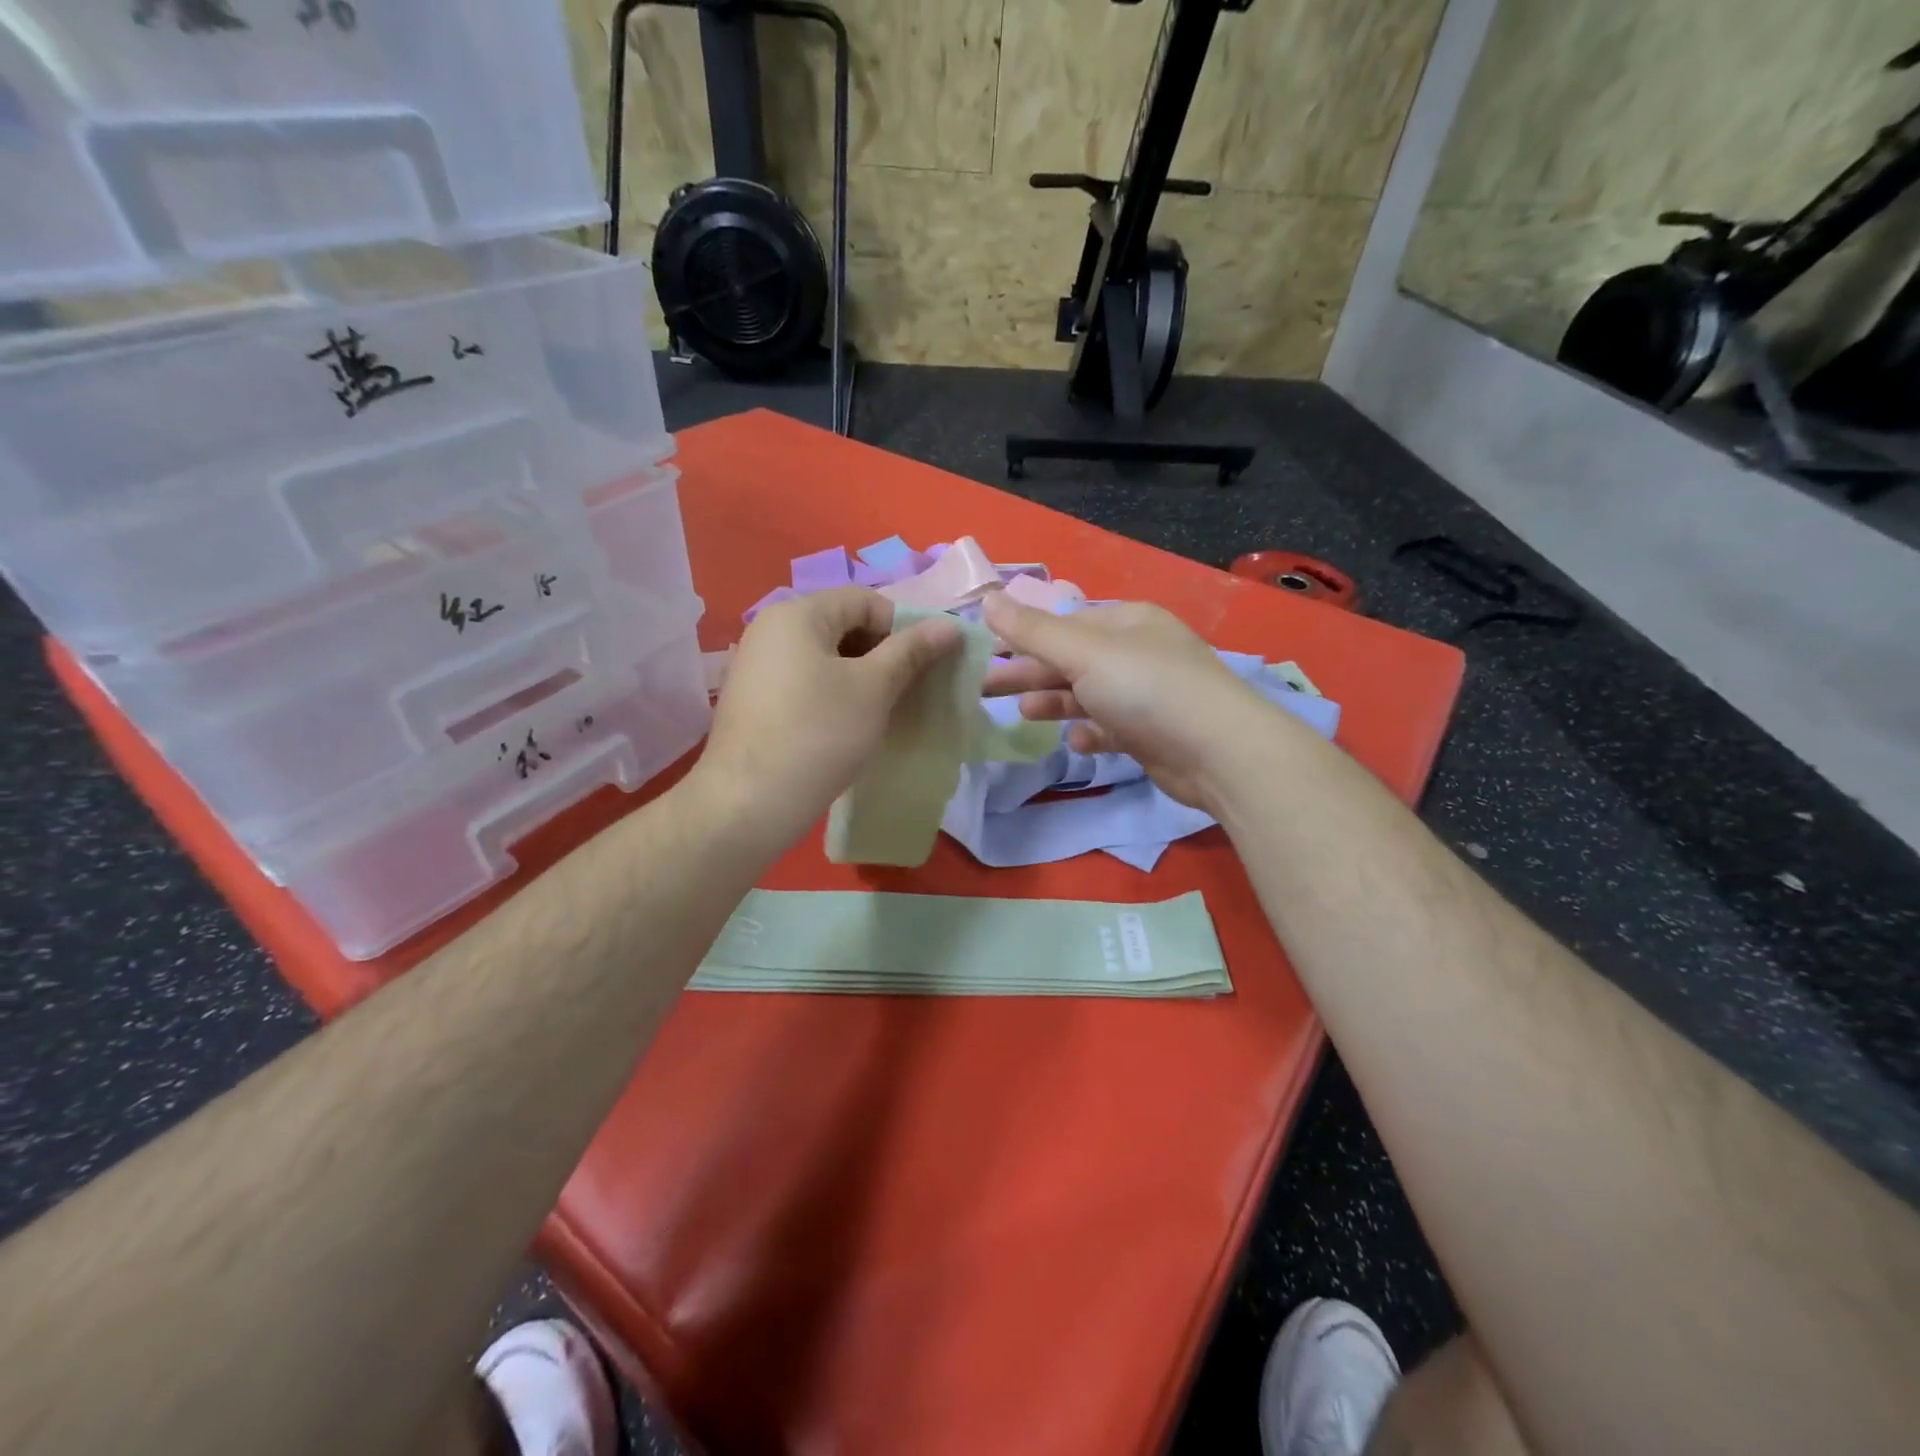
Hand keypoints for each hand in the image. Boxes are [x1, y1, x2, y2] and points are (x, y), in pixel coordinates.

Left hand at [694, 588, 962, 849]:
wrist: (748, 803)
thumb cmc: (818, 734)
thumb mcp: (874, 689)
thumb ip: (911, 651)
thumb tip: (949, 626)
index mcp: (797, 614)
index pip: (865, 601)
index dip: (903, 627)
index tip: (924, 666)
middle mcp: (771, 629)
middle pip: (843, 625)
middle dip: (883, 654)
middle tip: (908, 691)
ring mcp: (758, 666)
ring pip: (826, 658)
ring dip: (862, 678)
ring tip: (884, 711)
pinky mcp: (755, 700)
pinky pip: (806, 683)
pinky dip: (834, 696)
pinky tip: (850, 727)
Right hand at [981, 593, 1268, 810]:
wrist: (1218, 752)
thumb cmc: (1146, 688)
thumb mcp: (1083, 652)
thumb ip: (1032, 630)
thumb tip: (986, 597)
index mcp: (1126, 621)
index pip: (1063, 624)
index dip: (1022, 637)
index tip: (985, 654)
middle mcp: (1137, 652)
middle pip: (1071, 659)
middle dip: (1029, 673)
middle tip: (983, 689)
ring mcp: (1147, 694)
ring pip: (1088, 694)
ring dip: (1054, 702)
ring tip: (1022, 714)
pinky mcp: (1152, 733)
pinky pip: (1110, 727)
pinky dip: (1090, 731)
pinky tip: (1076, 741)